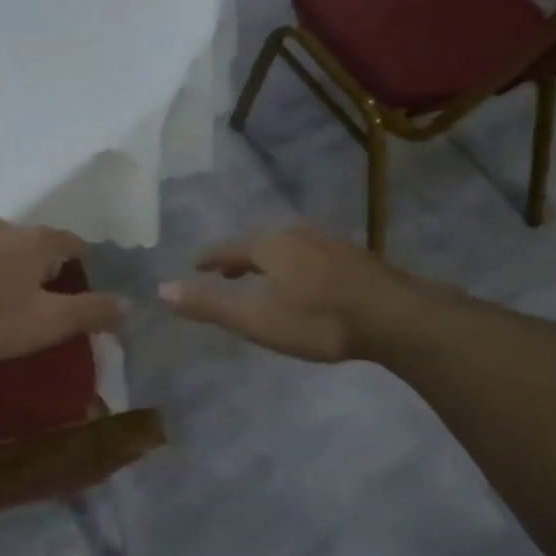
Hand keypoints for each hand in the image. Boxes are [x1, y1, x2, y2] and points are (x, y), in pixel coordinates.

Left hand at [0, 219, 127, 362]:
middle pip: (31, 241)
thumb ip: (91, 311)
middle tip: (40, 293)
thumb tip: (130, 303)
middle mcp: (1, 228)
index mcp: (36, 242)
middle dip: (39, 262)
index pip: (72, 243)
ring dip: (0, 264)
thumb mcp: (49, 322)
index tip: (84, 282)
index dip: (83, 261)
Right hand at [157, 226, 427, 361]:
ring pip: (289, 249)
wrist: (394, 317)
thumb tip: (161, 289)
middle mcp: (297, 236)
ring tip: (263, 277)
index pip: (230, 248)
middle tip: (226, 272)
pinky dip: (297, 267)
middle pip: (260, 245)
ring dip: (271, 262)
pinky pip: (312, 256)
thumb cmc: (318, 319)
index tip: (195, 264)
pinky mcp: (354, 258)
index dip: (211, 258)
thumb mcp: (257, 318)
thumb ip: (210, 305)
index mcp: (270, 246)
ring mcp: (330, 244)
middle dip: (241, 259)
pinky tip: (307, 283)